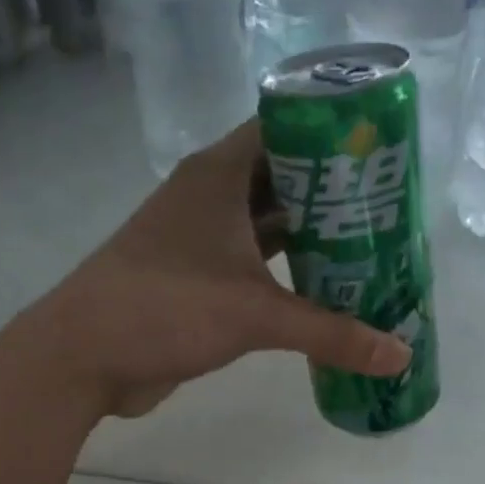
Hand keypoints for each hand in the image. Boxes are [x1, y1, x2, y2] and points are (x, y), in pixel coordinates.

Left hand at [12, 120, 409, 418]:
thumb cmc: (166, 309)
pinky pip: (254, 261)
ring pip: (269, 222)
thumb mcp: (256, 316)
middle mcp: (209, 195)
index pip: (285, 127)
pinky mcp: (196, 277)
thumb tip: (401, 356)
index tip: (381, 151)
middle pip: (283, 177)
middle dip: (334, 190)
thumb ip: (331, 334)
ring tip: (370, 243)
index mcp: (219, 174)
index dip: (333, 132)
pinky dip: (287, 269)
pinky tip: (324, 286)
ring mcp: (199, 237)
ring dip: (312, 233)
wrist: (84, 356)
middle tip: (389, 206)